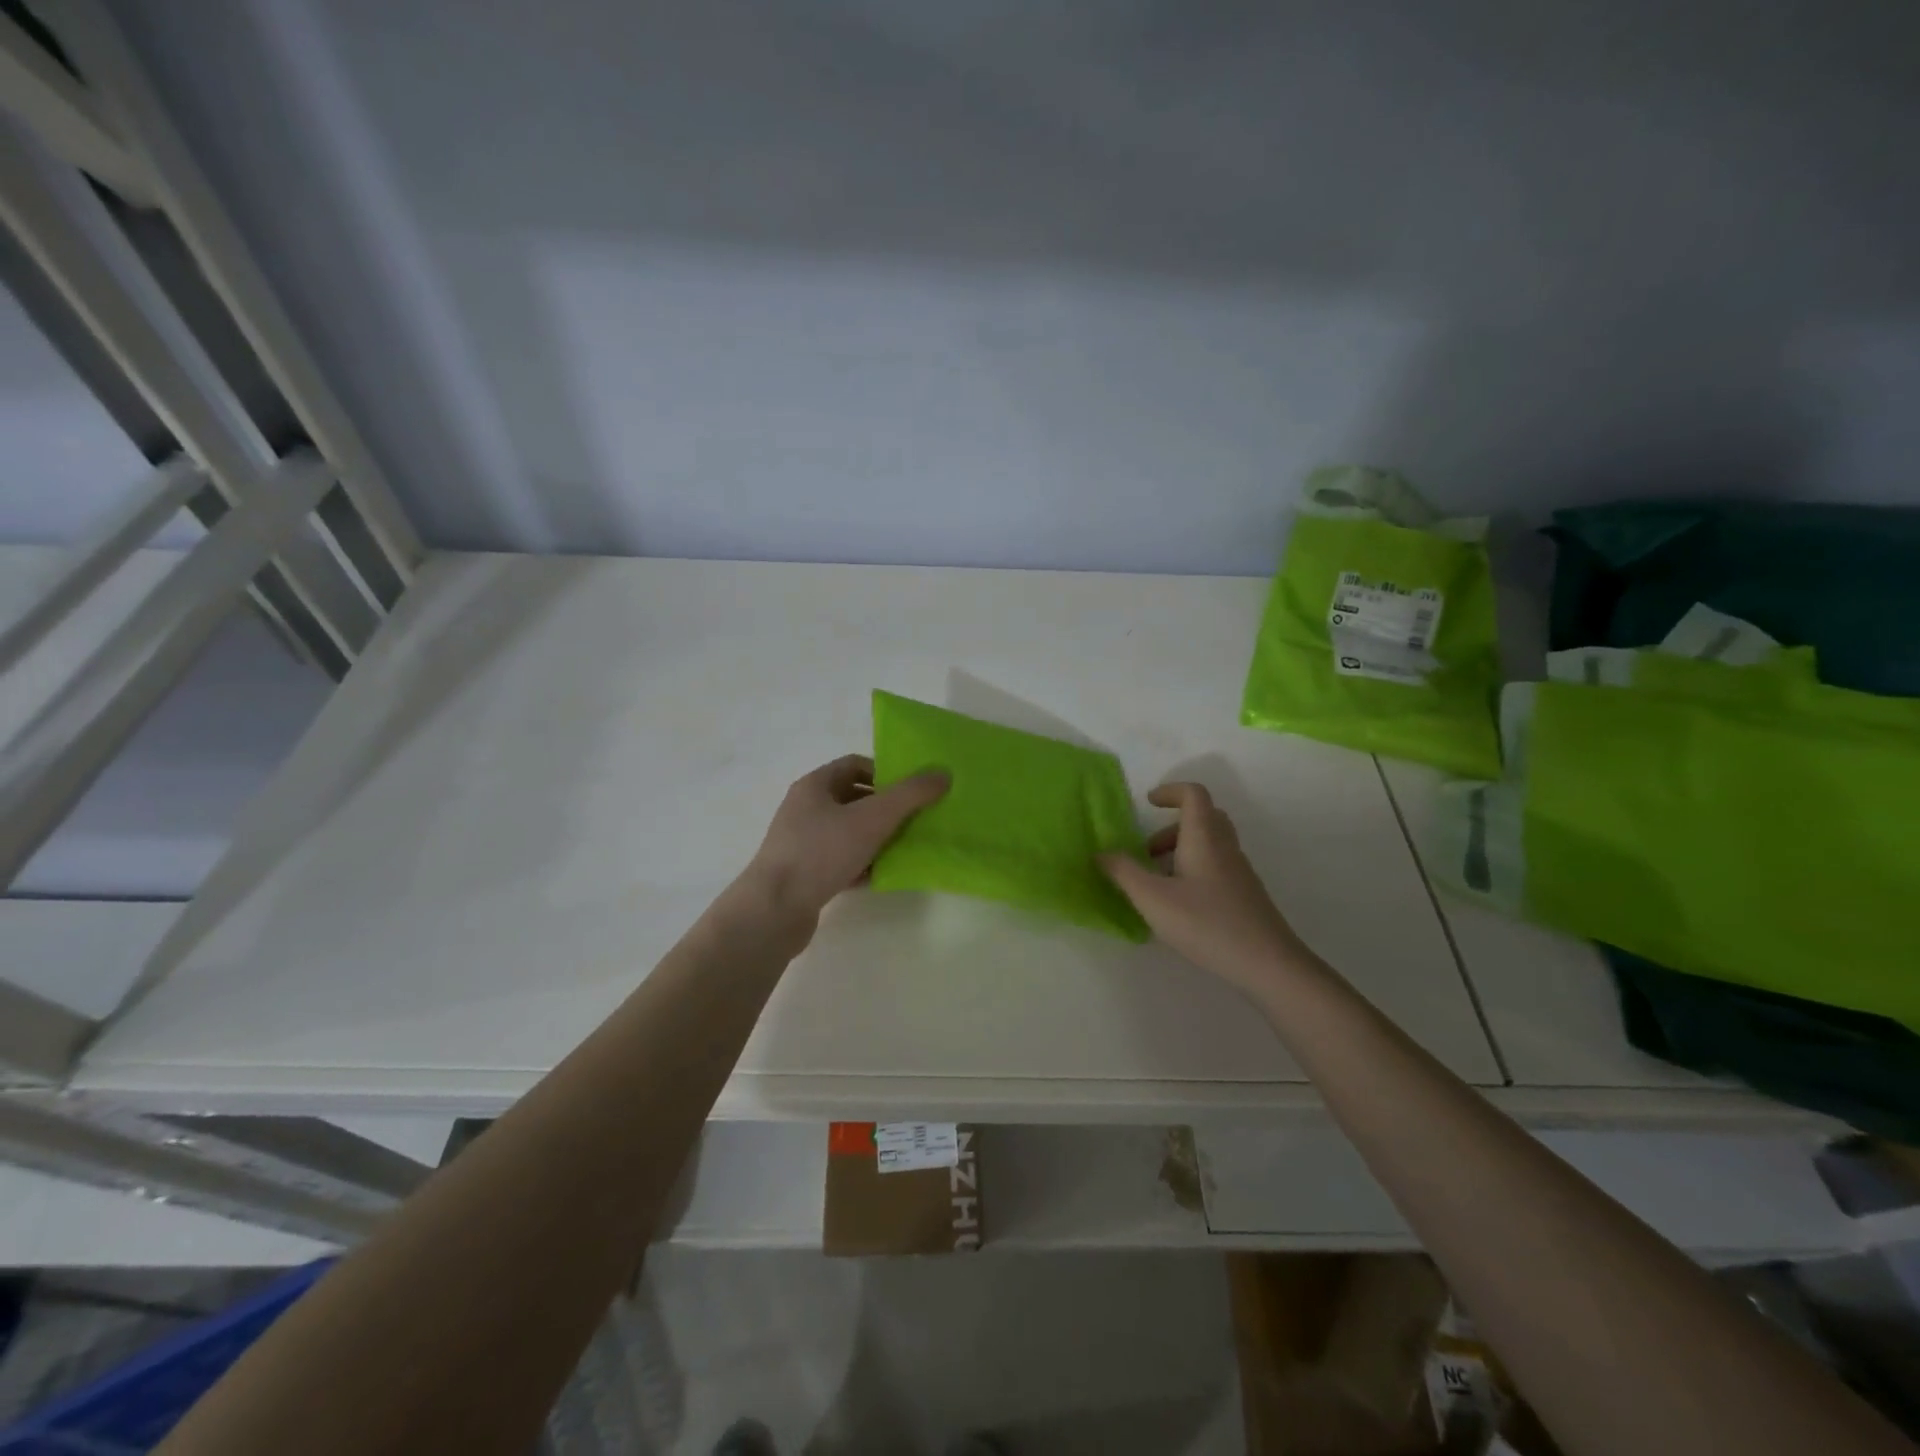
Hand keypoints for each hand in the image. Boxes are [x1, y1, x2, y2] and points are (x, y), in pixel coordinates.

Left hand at [743, 755, 947, 928]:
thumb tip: (943, 773)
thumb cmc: (821, 852)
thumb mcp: (872, 818)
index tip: (912, 790)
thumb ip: (910, 794)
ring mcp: (802, 843)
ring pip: (849, 832)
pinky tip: (882, 877)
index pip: (855, 764)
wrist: (774, 910)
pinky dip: (862, 865)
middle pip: (854, 798)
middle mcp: (805, 809)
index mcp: (815, 786)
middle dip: (886, 808)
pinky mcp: (805, 874)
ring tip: (905, 849)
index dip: (886, 772)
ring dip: (877, 838)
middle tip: (916, 820)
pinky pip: (841, 861)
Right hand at [1100, 783, 1309, 998]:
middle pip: (1203, 817)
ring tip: (1157, 882)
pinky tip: (1180, 905)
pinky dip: (1193, 870)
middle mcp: (1225, 847)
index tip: (1147, 804)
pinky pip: (1216, 866)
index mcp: (1204, 837)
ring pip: (1209, 843)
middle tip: (1148, 851)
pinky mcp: (1245, 894)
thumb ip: (1124, 872)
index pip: (1193, 794)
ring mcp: (1239, 871)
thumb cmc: (1206, 923)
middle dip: (1171, 826)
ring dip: (1180, 851)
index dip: (1170, 791)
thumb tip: (1101, 852)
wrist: (1268, 963)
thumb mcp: (1153, 898)